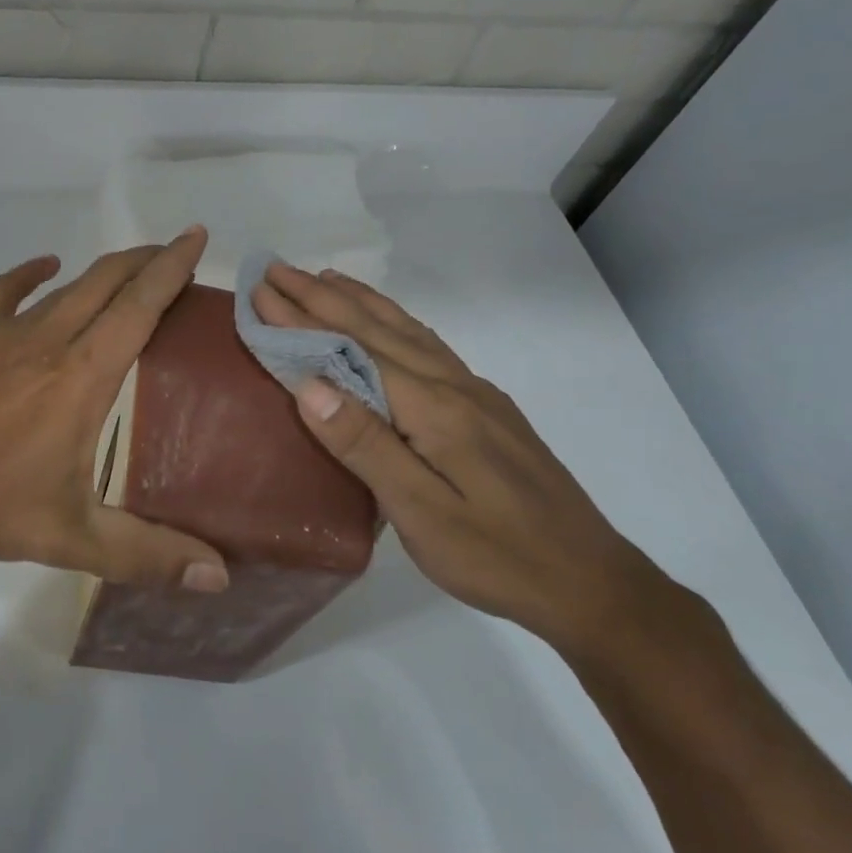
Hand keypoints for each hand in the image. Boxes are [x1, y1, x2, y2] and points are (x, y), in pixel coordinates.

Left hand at [0, 229, 228, 592]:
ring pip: (67, 285)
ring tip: (131, 268)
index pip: (140, 306)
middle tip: (175, 253)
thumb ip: (151, 555)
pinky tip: (48, 267)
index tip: (196, 237)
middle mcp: (50, 339)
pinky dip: (32, 272)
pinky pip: (6, 289)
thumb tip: (220, 577)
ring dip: (104, 271)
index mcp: (84, 376)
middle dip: (146, 260)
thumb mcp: (77, 540)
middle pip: (108, 281)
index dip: (171, 268)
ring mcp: (5, 332)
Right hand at [254, 261, 659, 650]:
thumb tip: (310, 385)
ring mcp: (475, 395)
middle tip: (277, 270)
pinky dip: (396, 322)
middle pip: (378, 328)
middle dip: (323, 296)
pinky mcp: (487, 410)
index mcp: (434, 409)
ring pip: (408, 331)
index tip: (260, 290)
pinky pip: (428, 347)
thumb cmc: (496, 556)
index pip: (354, 349)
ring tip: (324, 278)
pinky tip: (389, 324)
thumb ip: (365, 445)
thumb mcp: (421, 513)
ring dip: (361, 301)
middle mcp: (454, 387)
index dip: (303, 319)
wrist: (591, 583)